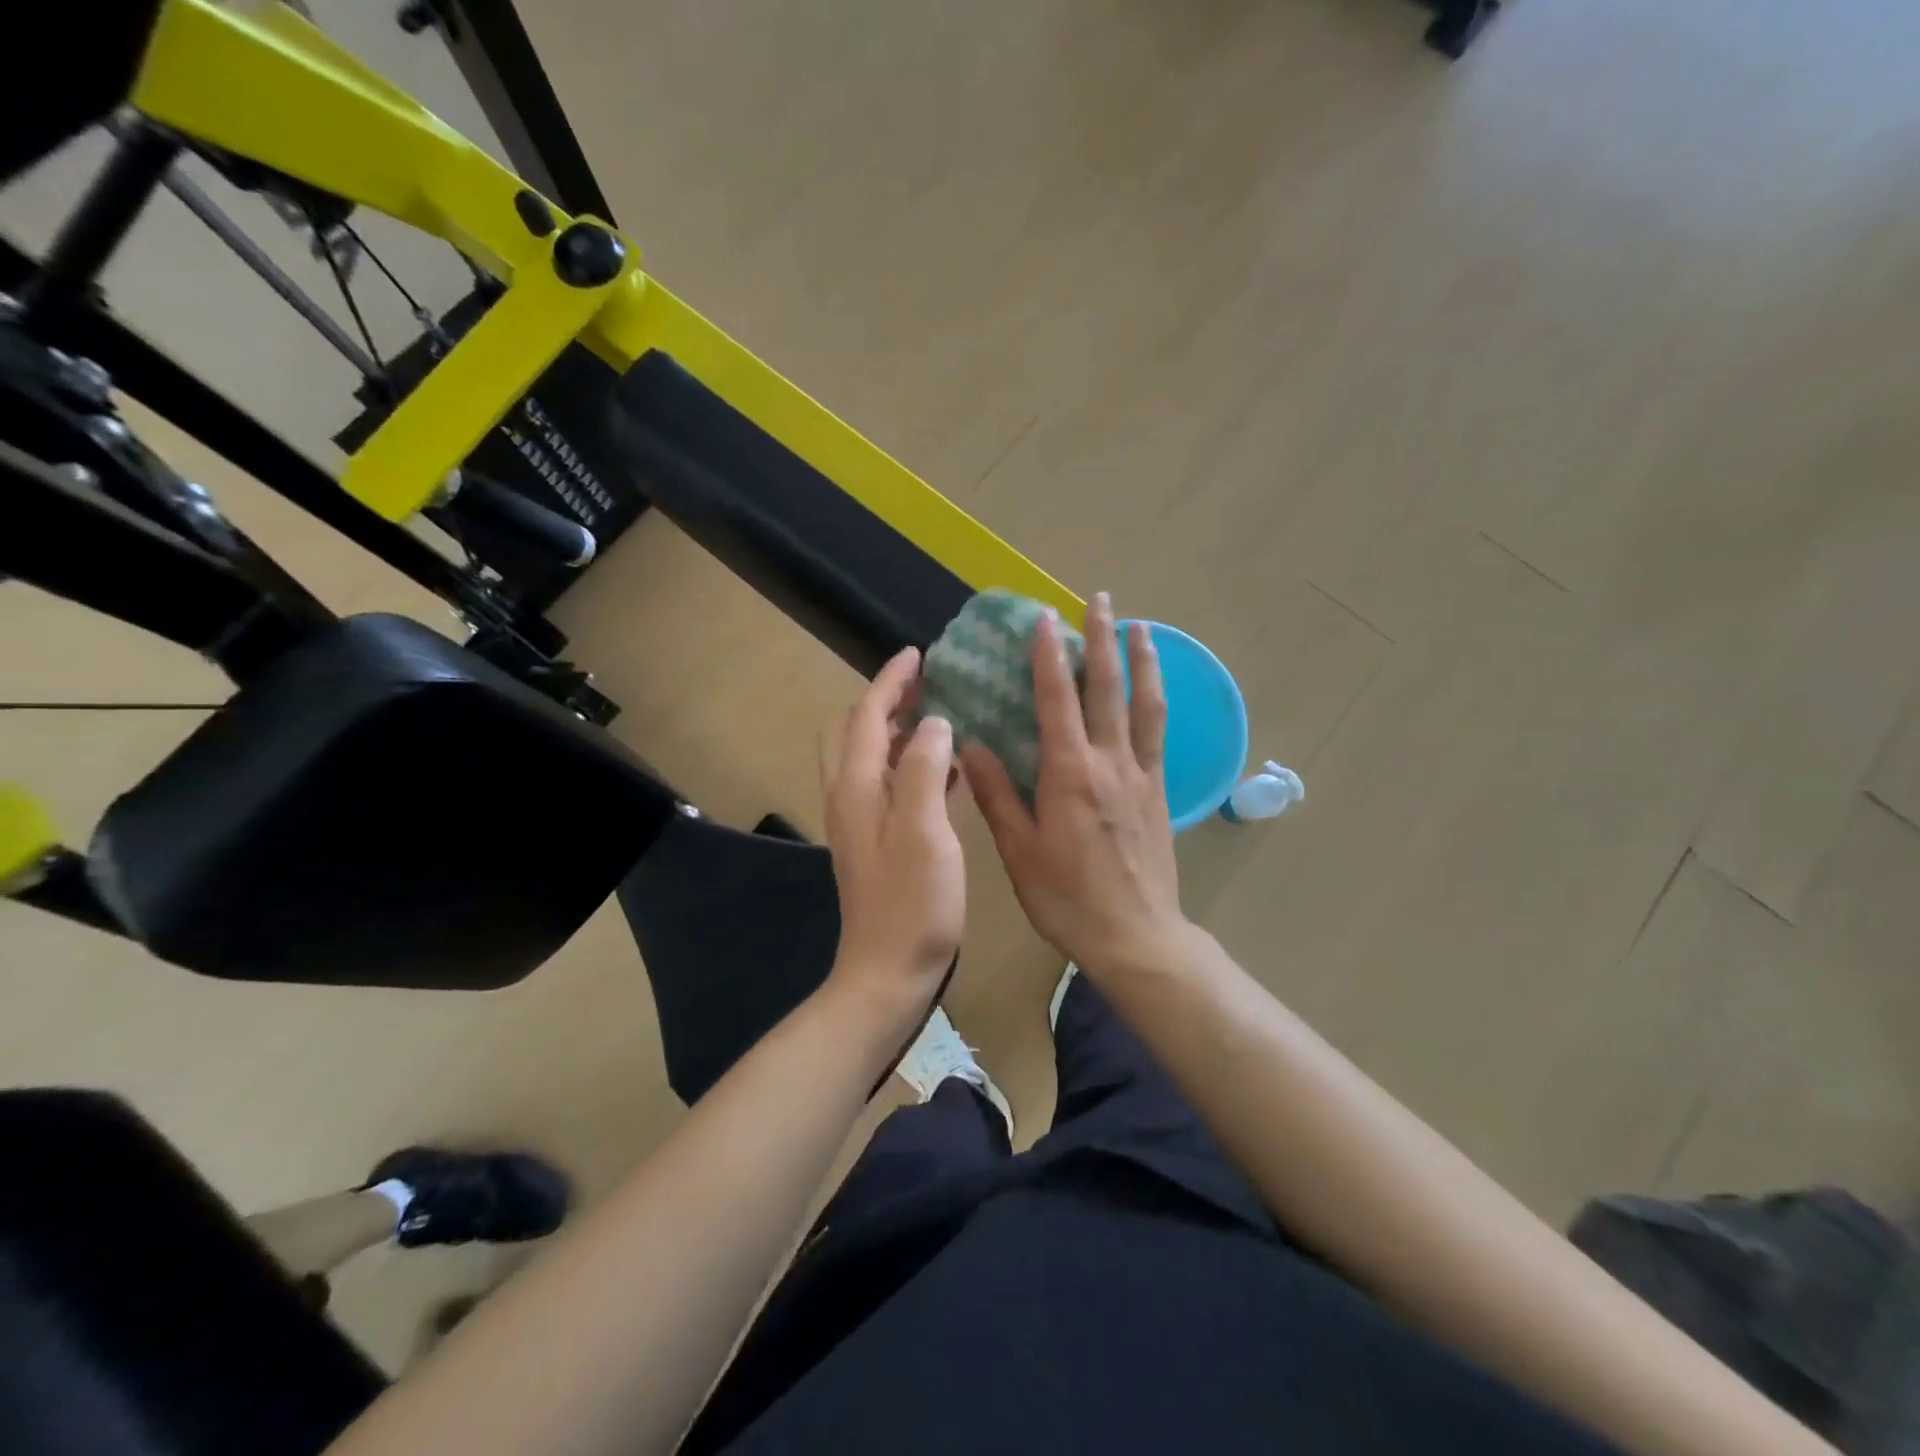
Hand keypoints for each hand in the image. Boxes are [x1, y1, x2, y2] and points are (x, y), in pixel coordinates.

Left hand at [820, 647, 966, 1029]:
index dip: (890, 681)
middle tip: (927, 685)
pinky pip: (891, 786)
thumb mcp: (924, 833)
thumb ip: (922, 770)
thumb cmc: (912, 905)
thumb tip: (933, 723)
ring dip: (899, 730)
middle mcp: (851, 797)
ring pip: (872, 758)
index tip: (918, 653)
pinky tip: (949, 771)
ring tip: (941, 715)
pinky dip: (911, 765)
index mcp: (857, 788)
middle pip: (857, 732)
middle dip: (886, 701)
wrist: (888, 973)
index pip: (866, 716)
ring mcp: (863, 822)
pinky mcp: (880, 843)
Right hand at [960, 592, 1190, 980]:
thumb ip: (996, 794)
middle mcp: (1109, 762)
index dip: (1050, 655)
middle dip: (1103, 639)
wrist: (1136, 937)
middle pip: (1108, 688)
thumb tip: (970, 745)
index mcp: (1070, 773)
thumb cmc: (1068, 898)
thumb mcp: (1019, 851)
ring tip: (1142, 627)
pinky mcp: (1159, 793)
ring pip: (1144, 705)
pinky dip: (1155, 702)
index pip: (1058, 699)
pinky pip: (1158, 735)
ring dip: (1142, 661)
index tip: (1045, 618)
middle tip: (1102, 599)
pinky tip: (1152, 691)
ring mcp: (1140, 775)